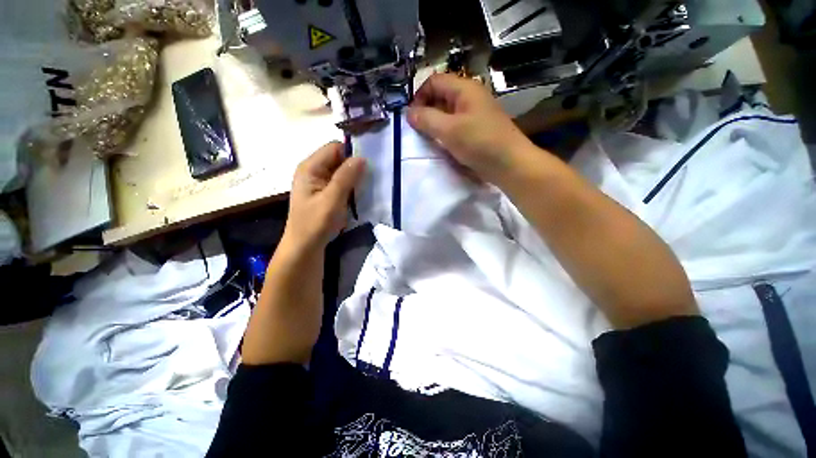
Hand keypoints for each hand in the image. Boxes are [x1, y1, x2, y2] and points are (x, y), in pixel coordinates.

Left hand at [284, 142, 365, 249]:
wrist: (304, 248)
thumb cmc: (315, 224)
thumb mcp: (332, 199)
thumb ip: (346, 177)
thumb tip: (362, 157)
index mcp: (310, 168)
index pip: (334, 148)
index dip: (352, 153)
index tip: (369, 164)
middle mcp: (313, 171)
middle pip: (338, 159)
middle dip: (355, 167)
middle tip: (371, 178)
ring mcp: (319, 183)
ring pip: (342, 172)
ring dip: (354, 178)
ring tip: (367, 187)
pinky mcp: (325, 194)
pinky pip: (341, 184)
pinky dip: (351, 187)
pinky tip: (359, 195)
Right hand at [407, 73, 533, 182]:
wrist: (510, 164)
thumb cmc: (480, 143)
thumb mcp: (449, 130)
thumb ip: (427, 119)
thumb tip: (409, 113)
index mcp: (465, 89)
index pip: (434, 81)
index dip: (419, 96)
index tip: (412, 118)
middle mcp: (470, 97)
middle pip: (440, 96)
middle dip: (426, 111)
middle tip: (418, 130)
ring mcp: (474, 113)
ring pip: (447, 112)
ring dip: (435, 123)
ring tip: (429, 139)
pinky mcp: (476, 129)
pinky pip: (455, 125)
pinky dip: (445, 132)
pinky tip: (443, 144)